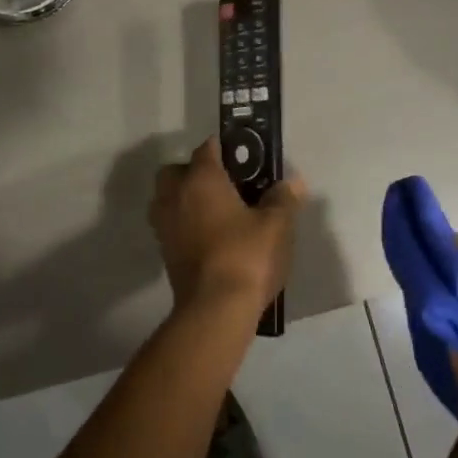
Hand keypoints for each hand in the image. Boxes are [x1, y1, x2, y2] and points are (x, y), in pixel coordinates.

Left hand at [149, 138, 305, 313]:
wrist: (215, 308)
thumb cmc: (246, 255)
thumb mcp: (276, 225)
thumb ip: (283, 199)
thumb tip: (292, 182)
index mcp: (201, 179)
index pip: (207, 149)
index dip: (224, 148)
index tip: (244, 157)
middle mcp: (175, 196)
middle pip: (176, 171)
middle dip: (194, 172)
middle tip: (224, 186)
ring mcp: (165, 226)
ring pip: (168, 199)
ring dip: (185, 199)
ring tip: (216, 213)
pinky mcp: (164, 253)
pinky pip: (171, 226)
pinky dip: (185, 225)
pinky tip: (210, 238)